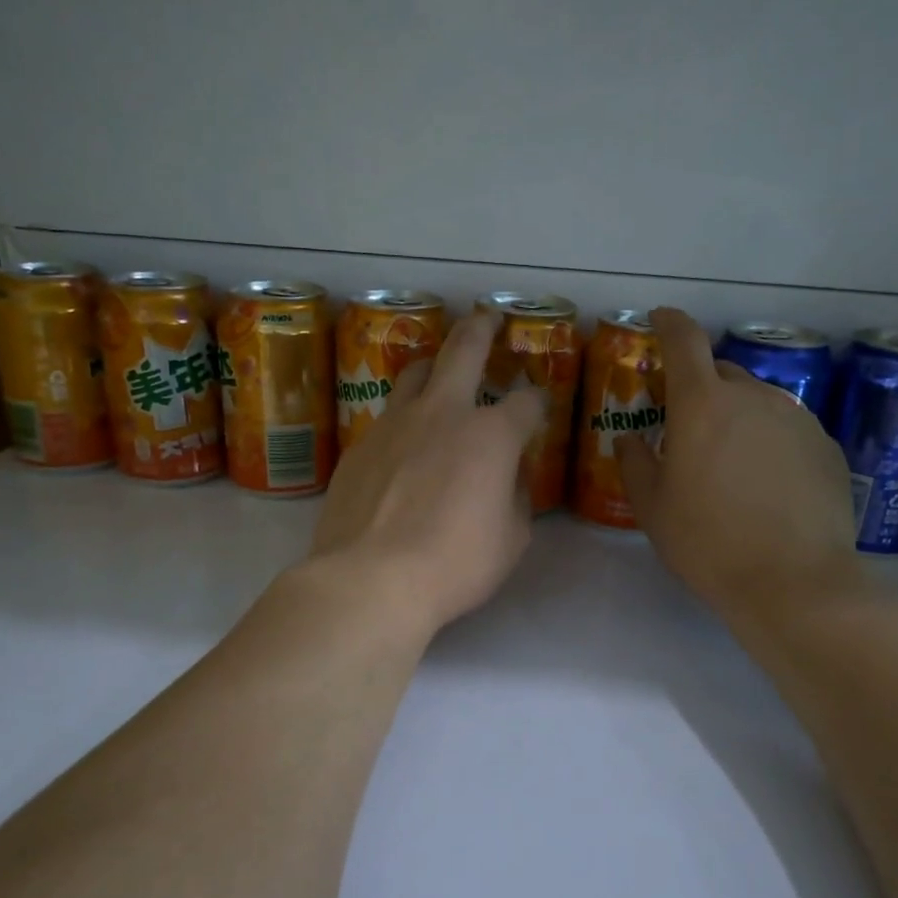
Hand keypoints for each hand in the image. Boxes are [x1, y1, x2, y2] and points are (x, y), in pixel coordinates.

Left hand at [311, 308, 545, 640]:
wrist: (369, 579)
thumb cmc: (454, 564)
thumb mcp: (511, 539)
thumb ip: (516, 498)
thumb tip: (509, 478)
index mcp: (490, 435)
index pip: (526, 403)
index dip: (537, 403)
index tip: (537, 408)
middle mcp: (442, 413)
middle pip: (463, 350)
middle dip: (481, 329)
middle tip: (487, 318)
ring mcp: (394, 424)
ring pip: (415, 373)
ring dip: (433, 364)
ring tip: (438, 370)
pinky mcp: (360, 445)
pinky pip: (387, 418)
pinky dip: (404, 419)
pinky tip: (404, 443)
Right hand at [616, 307, 863, 624]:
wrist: (794, 582)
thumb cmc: (708, 542)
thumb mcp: (652, 508)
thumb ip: (634, 462)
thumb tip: (631, 438)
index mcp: (703, 404)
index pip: (685, 340)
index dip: (669, 323)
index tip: (660, 320)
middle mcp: (753, 397)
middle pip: (721, 373)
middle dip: (700, 389)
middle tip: (688, 428)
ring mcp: (796, 419)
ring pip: (757, 401)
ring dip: (737, 416)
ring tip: (730, 463)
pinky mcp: (826, 446)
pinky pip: (787, 428)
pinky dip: (769, 441)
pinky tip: (767, 483)